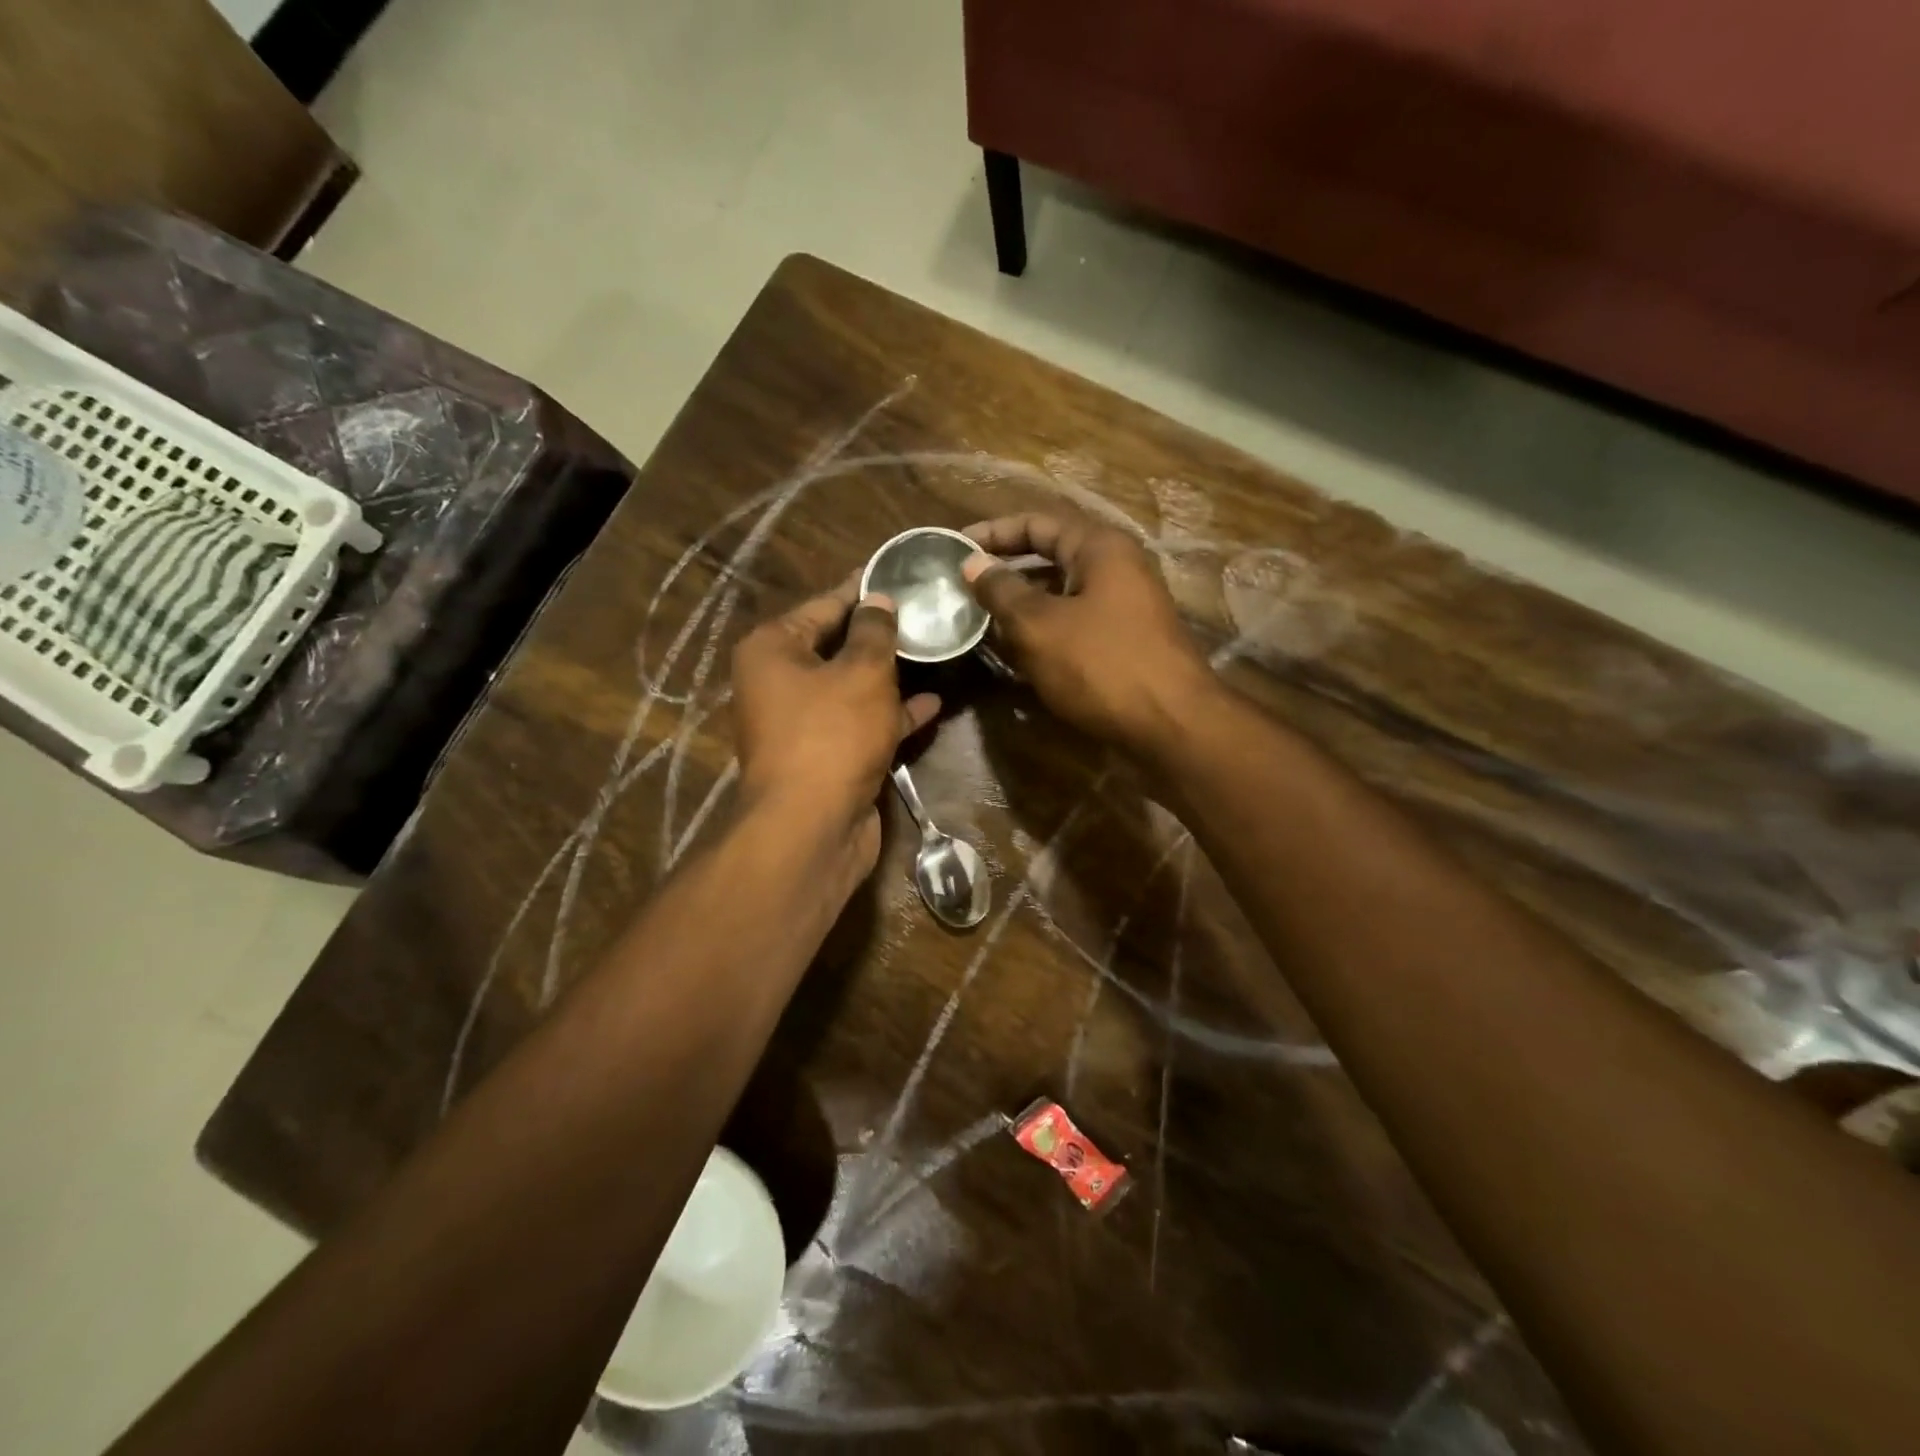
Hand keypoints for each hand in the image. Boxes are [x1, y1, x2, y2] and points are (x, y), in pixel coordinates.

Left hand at [731, 580, 939, 872]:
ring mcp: (804, 723)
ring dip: (891, 674)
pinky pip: (862, 723)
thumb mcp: (862, 672)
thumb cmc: (832, 734)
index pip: (823, 605)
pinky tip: (932, 703)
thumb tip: (878, 600)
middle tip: (924, 612)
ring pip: (852, 687)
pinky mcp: (828, 756)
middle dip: (880, 633)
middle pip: (836, 646)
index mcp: (773, 649)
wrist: (813, 827)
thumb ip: (875, 631)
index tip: (898, 574)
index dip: (862, 589)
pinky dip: (892, 714)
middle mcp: (780, 682)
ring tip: (934, 650)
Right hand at [962, 513, 1213, 757]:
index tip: (953, 549)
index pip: (1037, 523)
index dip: (992, 533)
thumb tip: (973, 564)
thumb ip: (1001, 591)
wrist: (1172, 726)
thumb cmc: (1101, 665)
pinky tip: (1016, 654)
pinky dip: (1044, 633)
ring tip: (980, 622)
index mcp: (1100, 548)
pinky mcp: (1125, 643)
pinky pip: (1075, 626)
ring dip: (1021, 607)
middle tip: (962, 588)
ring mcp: (1125, 608)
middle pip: (1050, 558)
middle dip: (1005, 572)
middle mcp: (1117, 569)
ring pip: (1061, 596)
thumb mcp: (1038, 625)